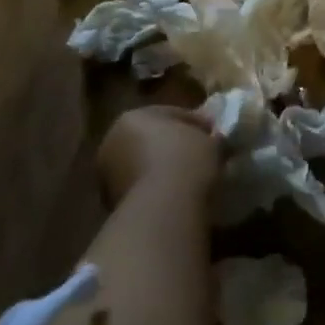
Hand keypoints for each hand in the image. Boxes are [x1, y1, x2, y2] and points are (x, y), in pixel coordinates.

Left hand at [97, 105, 220, 204]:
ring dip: (165, 172)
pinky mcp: (112, 208)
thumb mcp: (210, 141)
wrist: (164, 210)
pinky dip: (158, 192)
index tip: (214, 135)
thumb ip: (210, 138)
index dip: (195, 124)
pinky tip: (180, 198)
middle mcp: (113, 142)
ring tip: (193, 180)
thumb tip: (216, 141)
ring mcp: (108, 177)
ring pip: (144, 168)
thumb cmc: (186, 160)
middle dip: (175, 148)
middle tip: (202, 157)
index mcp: (132, 117)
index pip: (170, 114)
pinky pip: (143, 191)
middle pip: (151, 141)